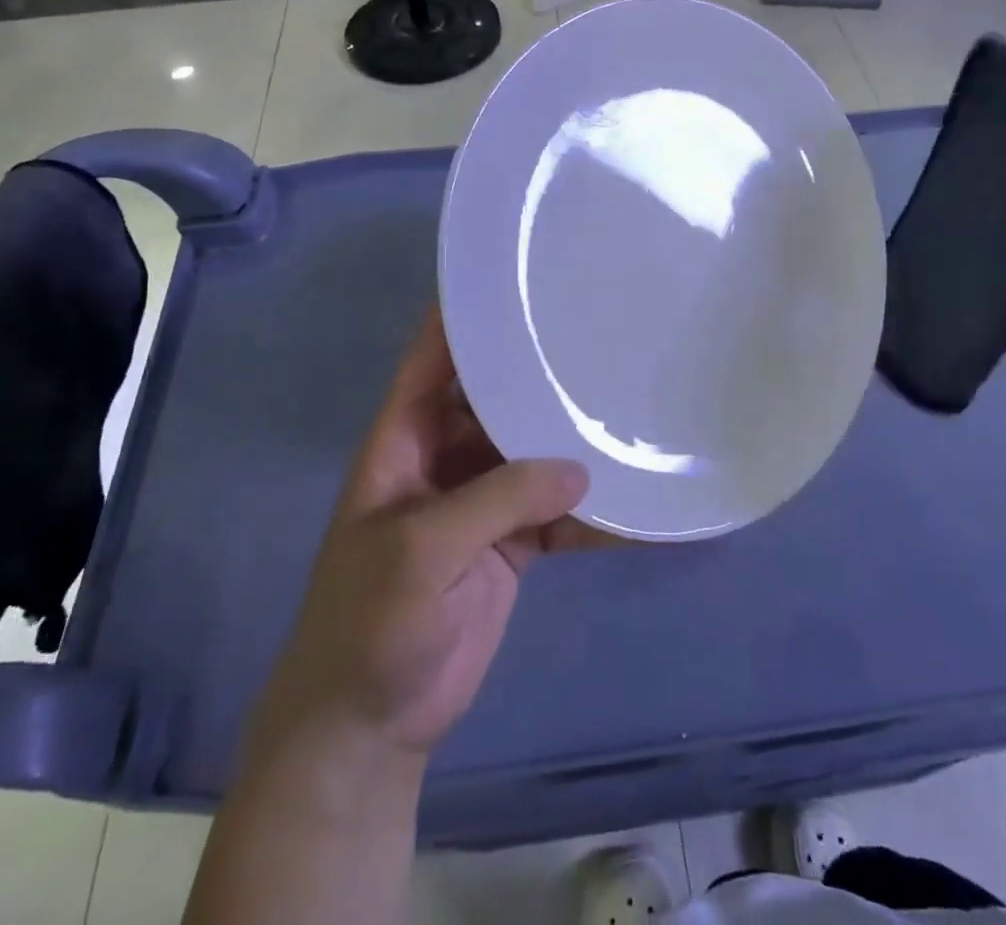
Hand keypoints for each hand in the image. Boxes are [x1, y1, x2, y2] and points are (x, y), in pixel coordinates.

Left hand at [245, 311, 594, 777]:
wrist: (367, 726)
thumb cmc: (369, 623)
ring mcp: (482, 500)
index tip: (516, 279)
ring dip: (574, 441)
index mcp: (406, 438)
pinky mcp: (512, 543)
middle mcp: (446, 456)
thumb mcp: (422, 550)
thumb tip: (580, 471)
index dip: (464, 315)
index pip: (434, 359)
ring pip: (534, 452)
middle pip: (496, 398)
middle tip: (597, 335)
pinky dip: (594, 513)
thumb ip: (498, 500)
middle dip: (538, 372)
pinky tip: (637, 508)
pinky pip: (558, 513)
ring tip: (629, 408)